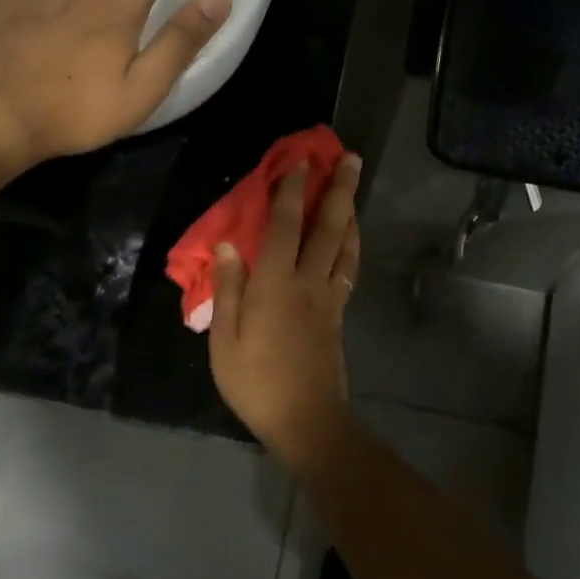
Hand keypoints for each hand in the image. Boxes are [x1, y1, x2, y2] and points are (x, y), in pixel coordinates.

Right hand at [208, 153, 362, 460]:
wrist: (307, 420)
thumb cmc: (256, 383)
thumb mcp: (225, 340)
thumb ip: (227, 290)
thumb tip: (227, 245)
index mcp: (274, 286)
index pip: (283, 228)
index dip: (290, 192)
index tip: (298, 162)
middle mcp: (307, 283)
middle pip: (328, 228)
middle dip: (339, 190)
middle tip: (350, 158)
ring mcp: (328, 298)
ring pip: (345, 246)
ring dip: (350, 212)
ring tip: (354, 187)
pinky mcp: (339, 314)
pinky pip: (348, 268)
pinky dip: (351, 245)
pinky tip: (350, 238)